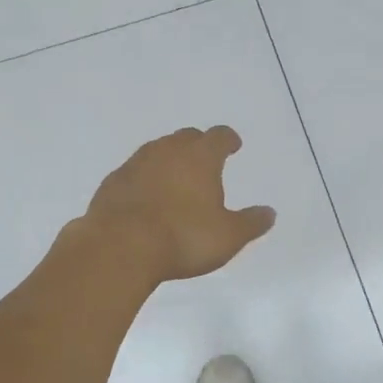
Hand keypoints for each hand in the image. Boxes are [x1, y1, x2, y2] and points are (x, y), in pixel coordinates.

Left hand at [76, 126, 276, 285]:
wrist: (119, 246)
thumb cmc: (183, 237)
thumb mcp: (228, 236)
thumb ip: (251, 223)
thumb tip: (270, 213)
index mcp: (200, 157)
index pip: (219, 136)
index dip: (228, 139)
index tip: (233, 145)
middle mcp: (168, 150)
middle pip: (186, 137)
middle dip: (198, 145)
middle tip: (204, 160)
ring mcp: (136, 163)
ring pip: (157, 150)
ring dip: (169, 159)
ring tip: (175, 177)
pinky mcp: (113, 181)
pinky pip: (134, 171)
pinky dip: (144, 178)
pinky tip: (145, 196)